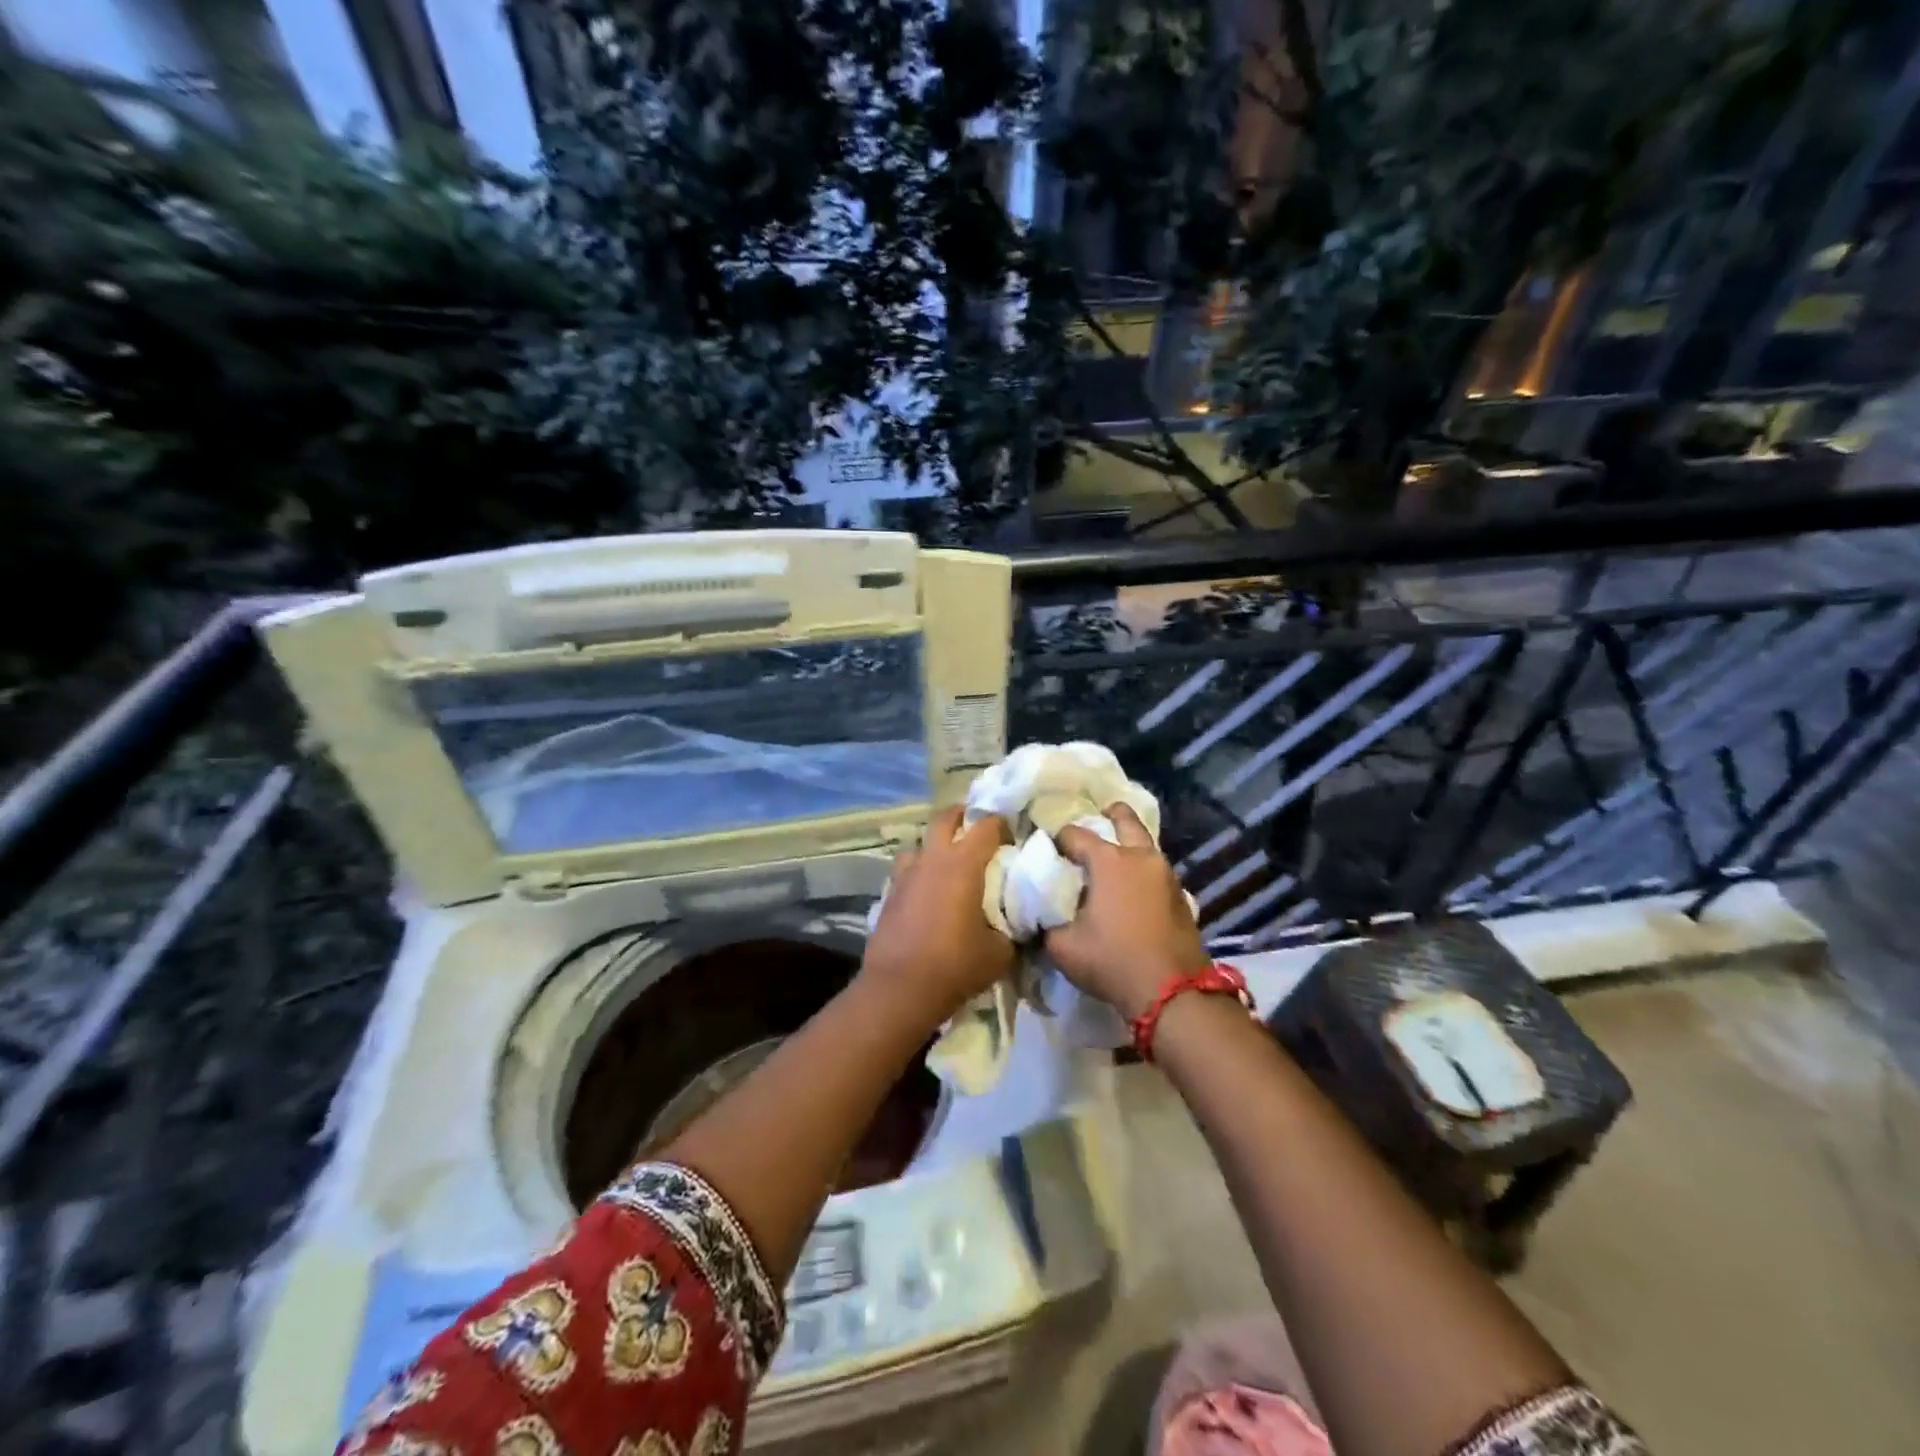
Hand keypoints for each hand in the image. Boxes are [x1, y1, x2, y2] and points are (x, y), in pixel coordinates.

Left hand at [862, 806, 1015, 1021]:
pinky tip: (927, 893)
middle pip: (945, 817)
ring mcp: (906, 874)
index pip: (986, 825)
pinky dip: (919, 873)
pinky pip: (906, 870)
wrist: (900, 989)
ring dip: (935, 846)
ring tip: (948, 864)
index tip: (1012, 835)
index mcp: (963, 863)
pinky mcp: (889, 893)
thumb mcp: (999, 952)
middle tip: (977, 829)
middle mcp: (932, 859)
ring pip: (919, 843)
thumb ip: (1009, 929)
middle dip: (963, 816)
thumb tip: (1012, 923)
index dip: (1002, 824)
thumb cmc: (955, 965)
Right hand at [1046, 803, 1207, 1019]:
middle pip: (1125, 820)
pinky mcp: (1182, 897)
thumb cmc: (1112, 960)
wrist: (1173, 993)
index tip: (1048, 849)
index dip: (1057, 839)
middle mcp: (1140, 857)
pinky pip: (1157, 872)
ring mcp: (1166, 875)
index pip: (1075, 835)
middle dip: (1111, 814)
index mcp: (1109, 860)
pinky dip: (1143, 871)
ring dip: (1130, 845)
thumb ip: (1047, 924)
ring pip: (1146, 846)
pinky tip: (1134, 888)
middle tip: (1100, 815)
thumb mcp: (1062, 947)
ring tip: (1114, 858)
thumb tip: (1042, 916)